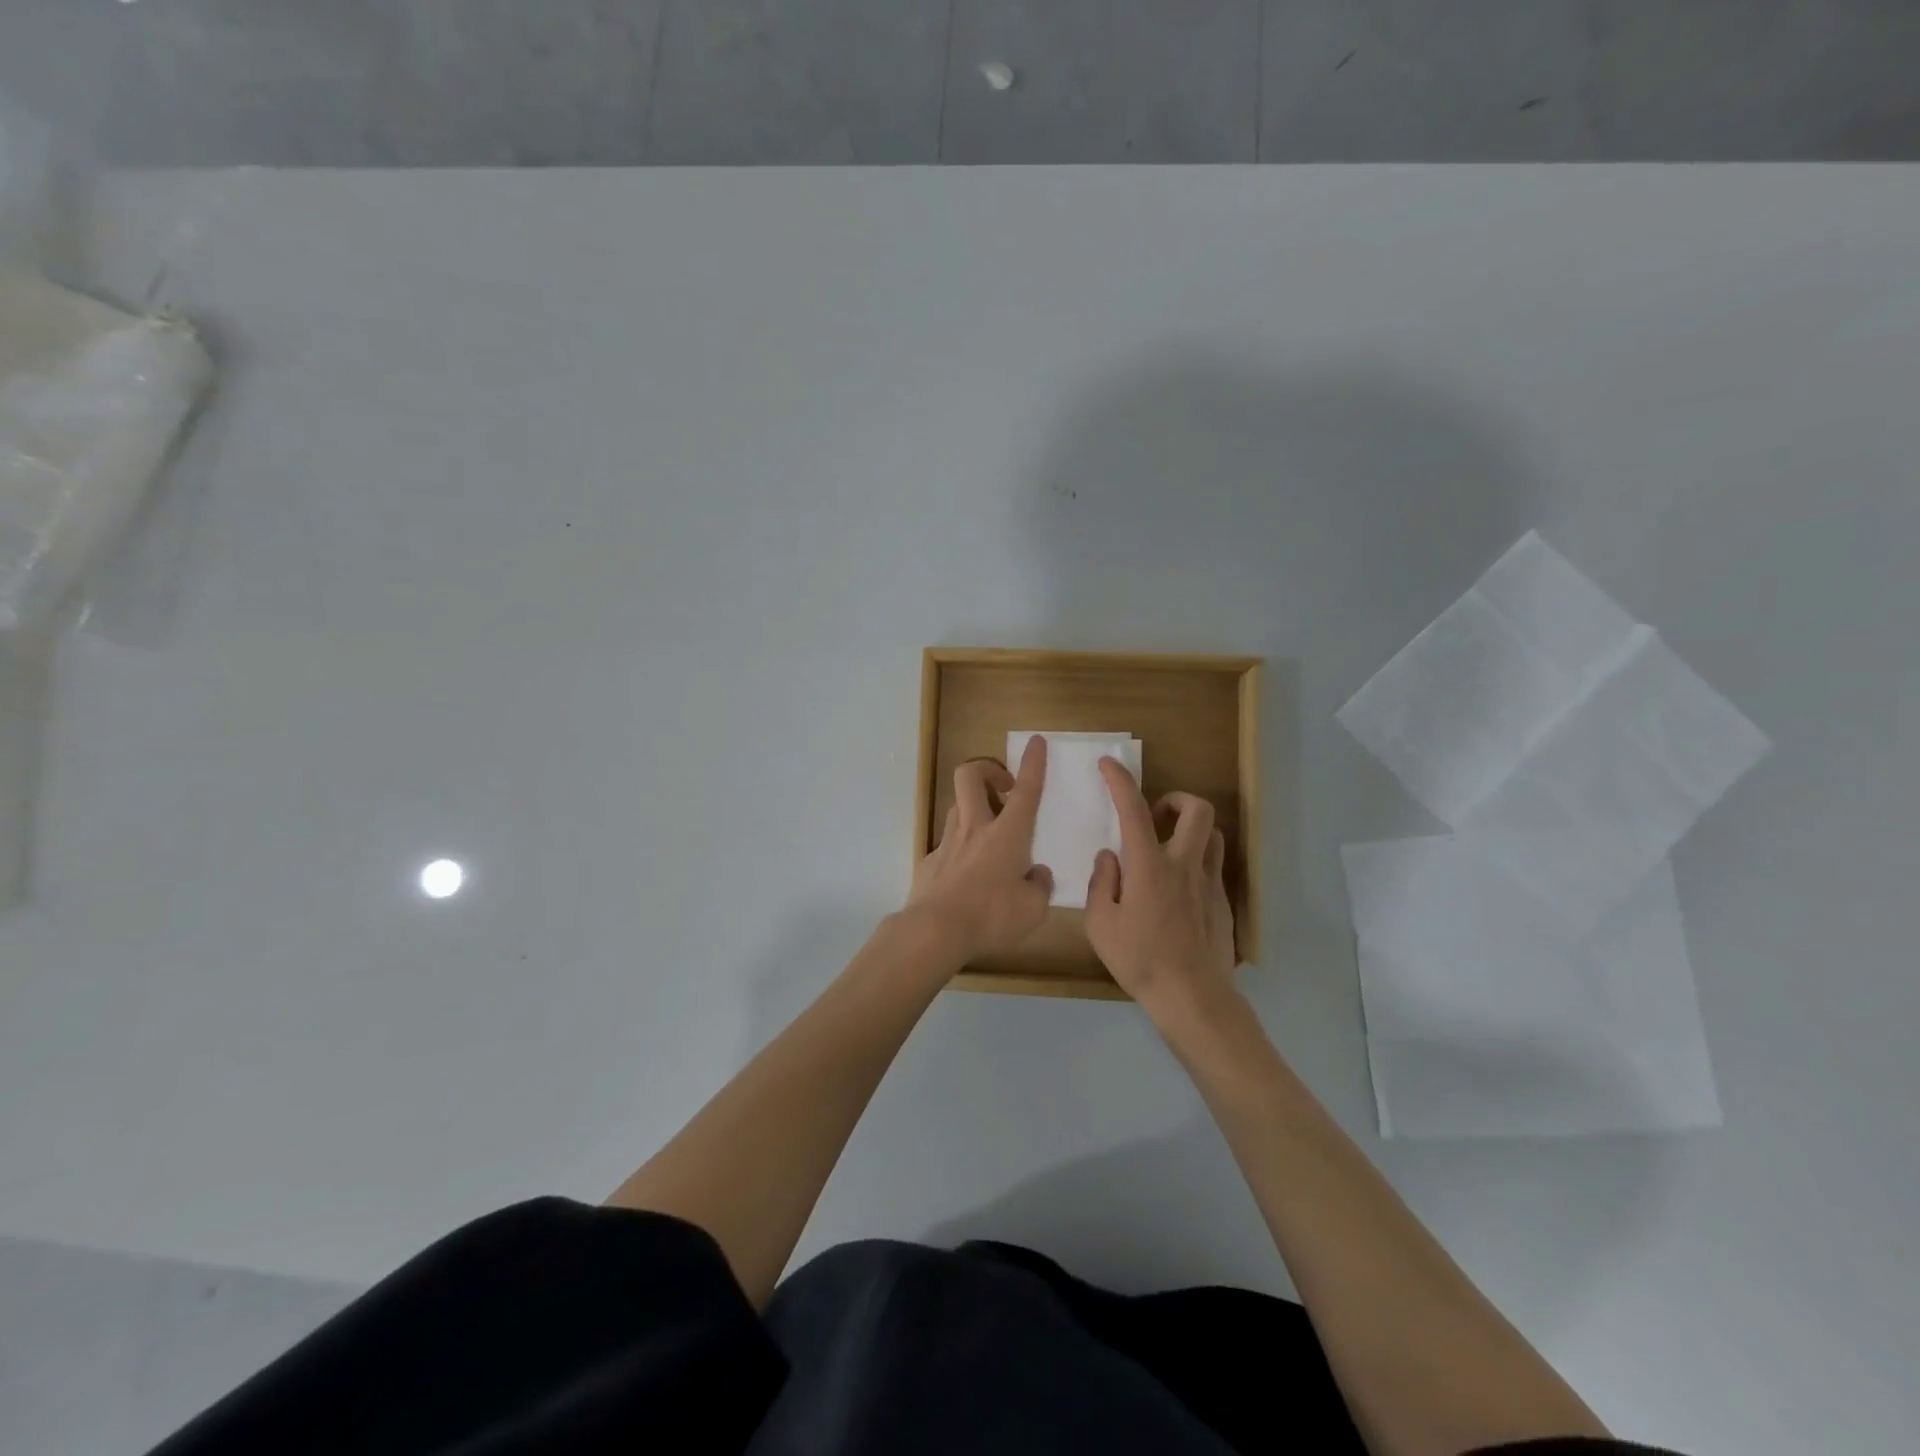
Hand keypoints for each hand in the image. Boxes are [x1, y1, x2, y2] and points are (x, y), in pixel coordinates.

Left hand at [905, 736, 1053, 962]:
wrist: (934, 931)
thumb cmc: (991, 917)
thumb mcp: (1033, 910)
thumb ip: (1039, 887)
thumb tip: (1037, 874)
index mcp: (1007, 835)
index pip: (1025, 790)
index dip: (1033, 763)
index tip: (1036, 742)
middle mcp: (975, 828)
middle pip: (970, 776)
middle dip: (987, 769)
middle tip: (1003, 787)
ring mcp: (947, 842)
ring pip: (957, 806)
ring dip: (974, 808)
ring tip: (989, 834)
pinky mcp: (929, 862)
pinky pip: (947, 844)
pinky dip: (960, 849)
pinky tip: (966, 875)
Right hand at [1083, 757, 1236, 1022]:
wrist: (1192, 997)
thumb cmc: (1139, 960)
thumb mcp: (1100, 924)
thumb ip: (1101, 883)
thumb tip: (1109, 857)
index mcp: (1149, 866)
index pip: (1134, 810)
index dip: (1120, 781)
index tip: (1108, 764)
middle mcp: (1184, 865)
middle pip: (1197, 810)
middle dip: (1176, 798)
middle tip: (1155, 813)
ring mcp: (1209, 883)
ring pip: (1212, 834)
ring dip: (1191, 828)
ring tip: (1169, 846)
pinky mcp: (1222, 902)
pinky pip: (1213, 866)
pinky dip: (1196, 861)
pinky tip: (1178, 889)